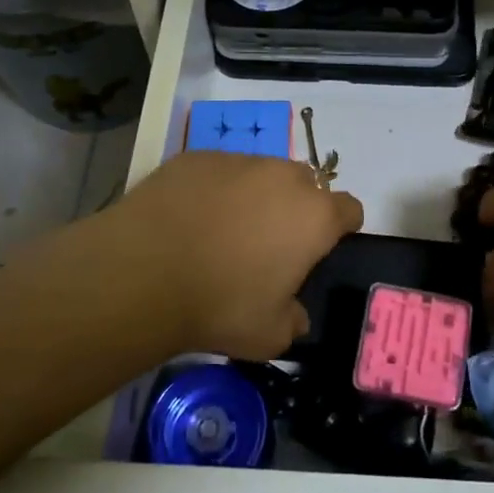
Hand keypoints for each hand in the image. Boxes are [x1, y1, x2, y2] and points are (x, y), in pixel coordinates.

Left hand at [105, 152, 363, 358]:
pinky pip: (218, 171)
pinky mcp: (196, 157)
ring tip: (222, 231)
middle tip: (270, 243)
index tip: (321, 249)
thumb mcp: (269, 336)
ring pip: (260, 174)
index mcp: (314, 216)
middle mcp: (283, 177)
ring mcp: (238, 161)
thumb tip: (295, 315)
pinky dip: (213, 190)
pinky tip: (189, 219)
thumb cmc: (220, 304)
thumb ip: (293, 321)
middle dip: (296, 208)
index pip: (350, 209)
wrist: (143, 271)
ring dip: (254, 196)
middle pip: (305, 185)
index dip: (340, 228)